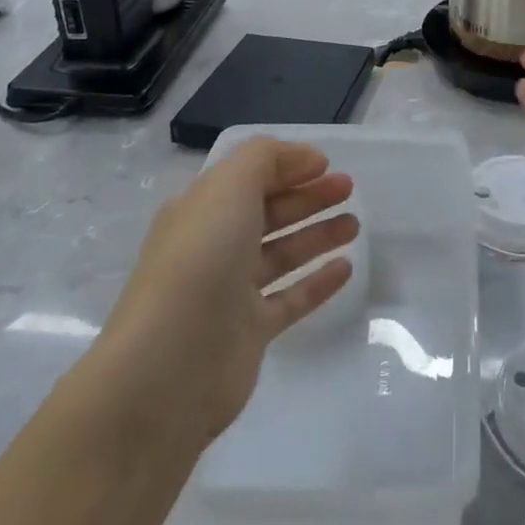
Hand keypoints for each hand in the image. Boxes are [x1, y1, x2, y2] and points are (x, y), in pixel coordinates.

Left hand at [90, 138, 359, 447]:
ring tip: (355, 223)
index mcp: (201, 210)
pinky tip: (346, 267)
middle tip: (348, 188)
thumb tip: (304, 158)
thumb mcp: (229, 187)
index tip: (327, 164)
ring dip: (318, 234)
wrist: (170, 366)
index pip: (249, 177)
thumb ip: (266, 159)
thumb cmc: (201, 260)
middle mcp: (214, 246)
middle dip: (308, 197)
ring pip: (282, 254)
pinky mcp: (250, 332)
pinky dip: (318, 281)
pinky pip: (291, 298)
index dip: (287, 166)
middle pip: (269, 213)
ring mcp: (231, 292)